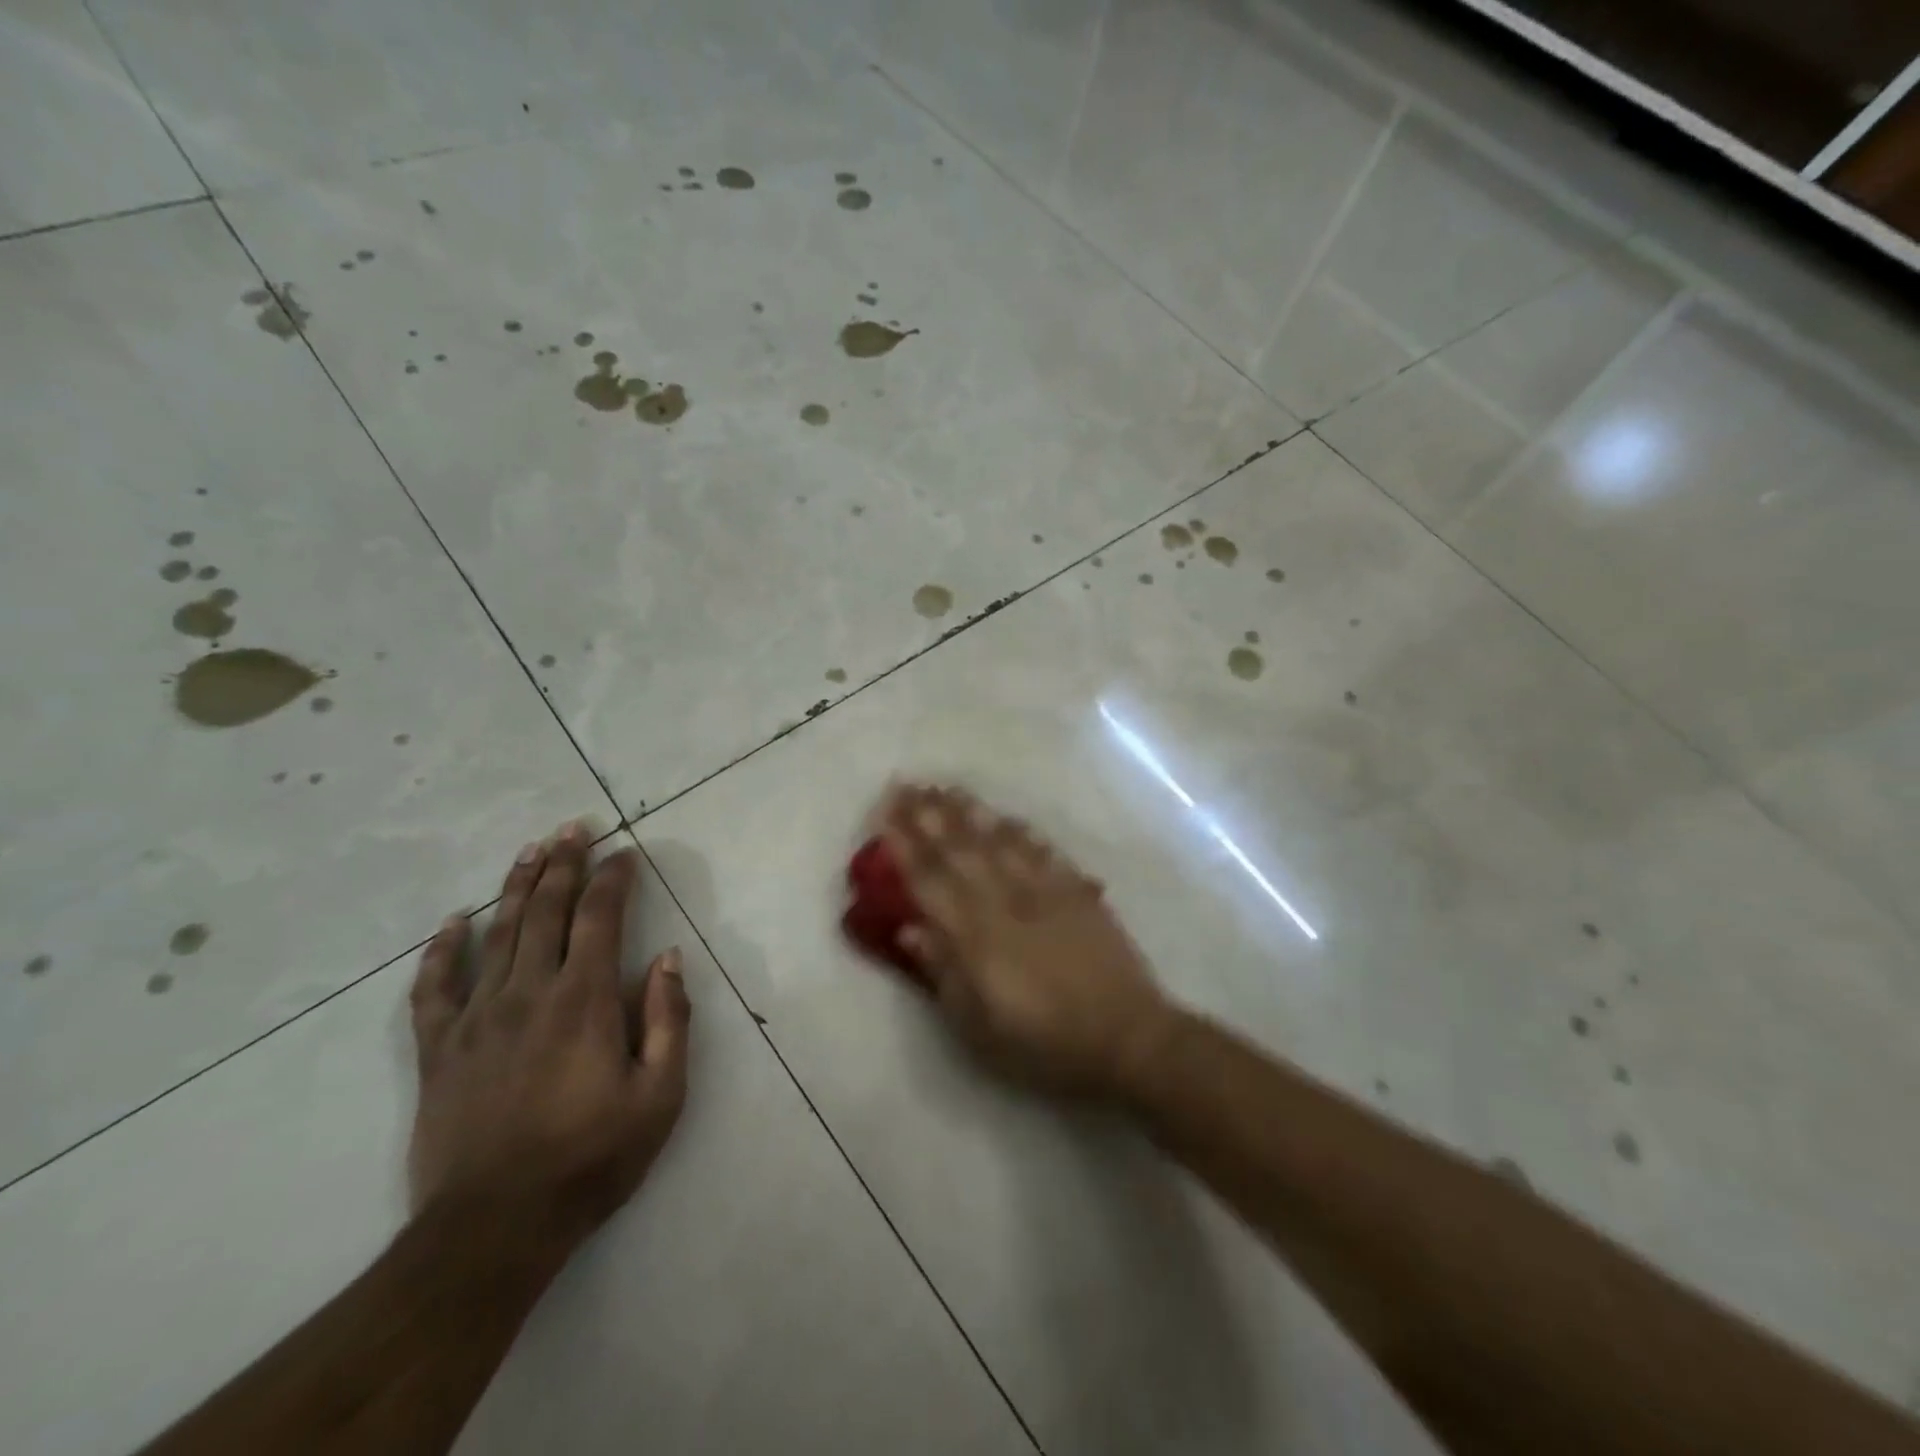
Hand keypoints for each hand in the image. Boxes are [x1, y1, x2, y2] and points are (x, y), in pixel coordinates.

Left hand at [407, 821, 691, 1252]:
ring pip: (497, 934)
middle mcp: (529, 993)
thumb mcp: (660, 1095)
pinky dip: (442, 951)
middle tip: (574, 827)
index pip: (600, 918)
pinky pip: (434, 988)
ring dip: (516, 886)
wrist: (493, 1229)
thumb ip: (668, 1020)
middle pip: (545, 911)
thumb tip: (667, 958)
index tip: (625, 852)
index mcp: (584, 1001)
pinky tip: (452, 923)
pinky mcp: (438, 1050)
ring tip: (530, 849)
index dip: (613, 879)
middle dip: (564, 863)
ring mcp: (477, 1018)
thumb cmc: (591, 1159)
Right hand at [880, 785, 1175, 1100]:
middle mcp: (1006, 903)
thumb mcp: (980, 1027)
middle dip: (929, 816)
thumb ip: (944, 973)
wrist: (1127, 1037)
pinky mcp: (1077, 893)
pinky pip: (1043, 852)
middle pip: (961, 850)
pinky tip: (1007, 818)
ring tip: (947, 788)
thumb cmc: (1045, 1044)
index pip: (930, 881)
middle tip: (907, 784)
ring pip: (1000, 841)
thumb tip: (910, 929)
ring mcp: (1045, 892)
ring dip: (970, 813)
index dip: (904, 846)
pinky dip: (1021, 831)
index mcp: (976, 937)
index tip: (885, 813)